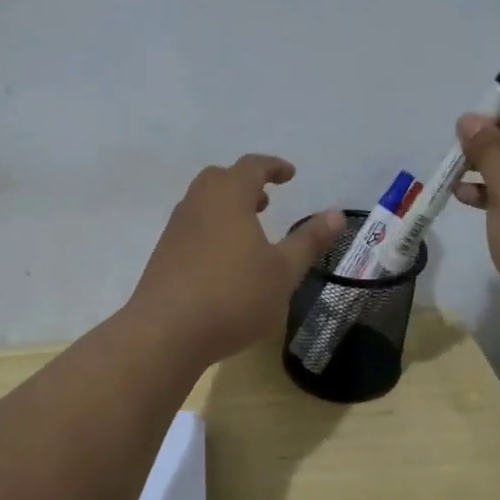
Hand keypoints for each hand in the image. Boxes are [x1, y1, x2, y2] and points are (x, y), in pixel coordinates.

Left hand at [129, 155, 345, 364]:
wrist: (166, 332)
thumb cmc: (234, 296)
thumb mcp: (283, 271)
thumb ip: (308, 241)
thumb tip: (336, 214)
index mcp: (228, 196)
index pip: (252, 166)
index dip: (273, 167)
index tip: (290, 174)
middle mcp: (197, 203)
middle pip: (221, 179)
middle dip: (245, 185)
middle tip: (265, 202)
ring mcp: (175, 229)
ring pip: (203, 204)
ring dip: (227, 208)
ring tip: (248, 233)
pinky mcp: (163, 254)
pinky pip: (192, 228)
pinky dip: (211, 230)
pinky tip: (224, 262)